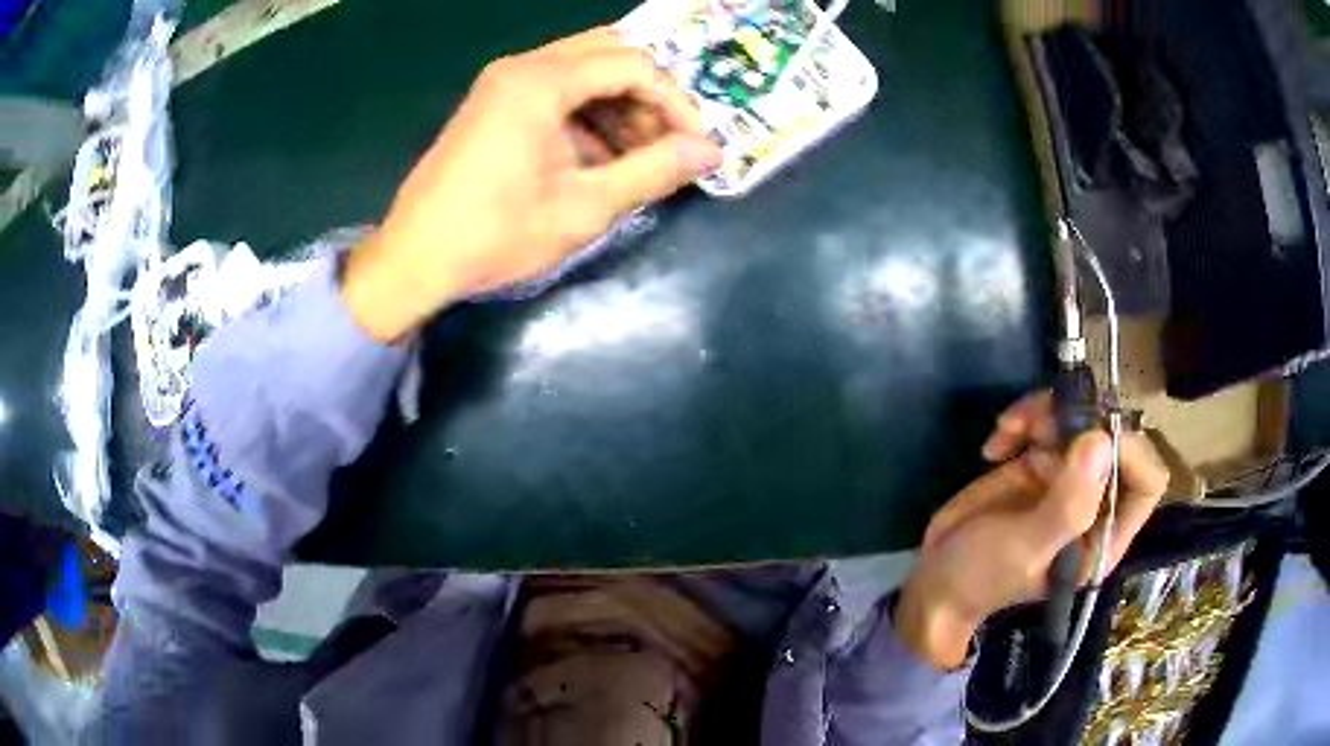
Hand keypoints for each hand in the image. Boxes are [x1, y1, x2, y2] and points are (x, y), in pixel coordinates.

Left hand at [340, 28, 722, 341]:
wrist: (414, 258)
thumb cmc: (495, 235)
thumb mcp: (583, 208)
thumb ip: (652, 171)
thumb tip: (710, 153)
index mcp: (541, 81)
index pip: (634, 66)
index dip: (675, 103)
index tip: (697, 146)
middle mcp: (523, 66)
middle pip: (610, 55)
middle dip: (649, 96)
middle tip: (669, 143)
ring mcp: (504, 82)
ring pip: (585, 70)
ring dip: (621, 104)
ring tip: (639, 156)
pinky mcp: (495, 102)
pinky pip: (558, 89)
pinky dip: (589, 113)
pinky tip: (600, 156)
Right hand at [894, 392, 1168, 669]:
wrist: (935, 578)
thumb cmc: (982, 577)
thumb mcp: (1024, 548)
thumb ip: (1067, 505)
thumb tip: (1101, 441)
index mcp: (1103, 535)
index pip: (1146, 483)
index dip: (1130, 451)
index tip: (1090, 436)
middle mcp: (1095, 502)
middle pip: (1114, 438)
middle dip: (1081, 420)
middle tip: (1039, 424)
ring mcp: (1067, 478)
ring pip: (1081, 419)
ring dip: (1046, 412)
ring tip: (1008, 428)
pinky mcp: (1041, 462)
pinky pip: (1049, 420)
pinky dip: (1023, 419)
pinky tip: (996, 443)